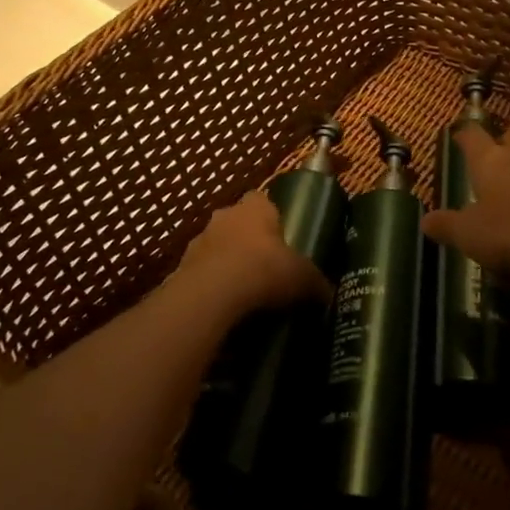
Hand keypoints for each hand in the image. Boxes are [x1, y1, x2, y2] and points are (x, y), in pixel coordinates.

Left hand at [172, 191, 328, 324]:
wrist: (212, 294)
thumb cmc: (264, 269)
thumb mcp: (303, 277)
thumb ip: (316, 283)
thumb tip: (328, 294)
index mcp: (255, 207)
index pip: (262, 200)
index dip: (272, 218)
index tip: (282, 239)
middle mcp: (224, 216)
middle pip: (237, 223)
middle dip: (248, 242)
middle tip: (266, 268)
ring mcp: (198, 241)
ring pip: (216, 248)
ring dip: (227, 264)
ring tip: (245, 293)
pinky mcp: (180, 268)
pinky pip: (201, 274)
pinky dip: (211, 287)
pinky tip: (225, 308)